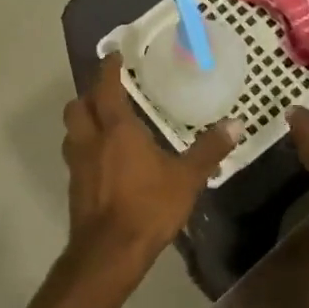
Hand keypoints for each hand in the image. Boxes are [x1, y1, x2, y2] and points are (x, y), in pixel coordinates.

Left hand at [62, 54, 239, 269]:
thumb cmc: (148, 207)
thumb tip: (236, 124)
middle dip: (89, 93)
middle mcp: (91, 140)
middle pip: (78, 106)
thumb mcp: (187, 178)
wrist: (109, 252)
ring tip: (104, 121)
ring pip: (72, 130)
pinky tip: (104, 158)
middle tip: (108, 90)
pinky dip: (86, 146)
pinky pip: (76, 154)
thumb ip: (209, 150)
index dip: (108, 68)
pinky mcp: (75, 187)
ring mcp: (78, 165)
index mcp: (117, 130)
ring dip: (83, 119)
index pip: (106, 88)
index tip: (114, 55)